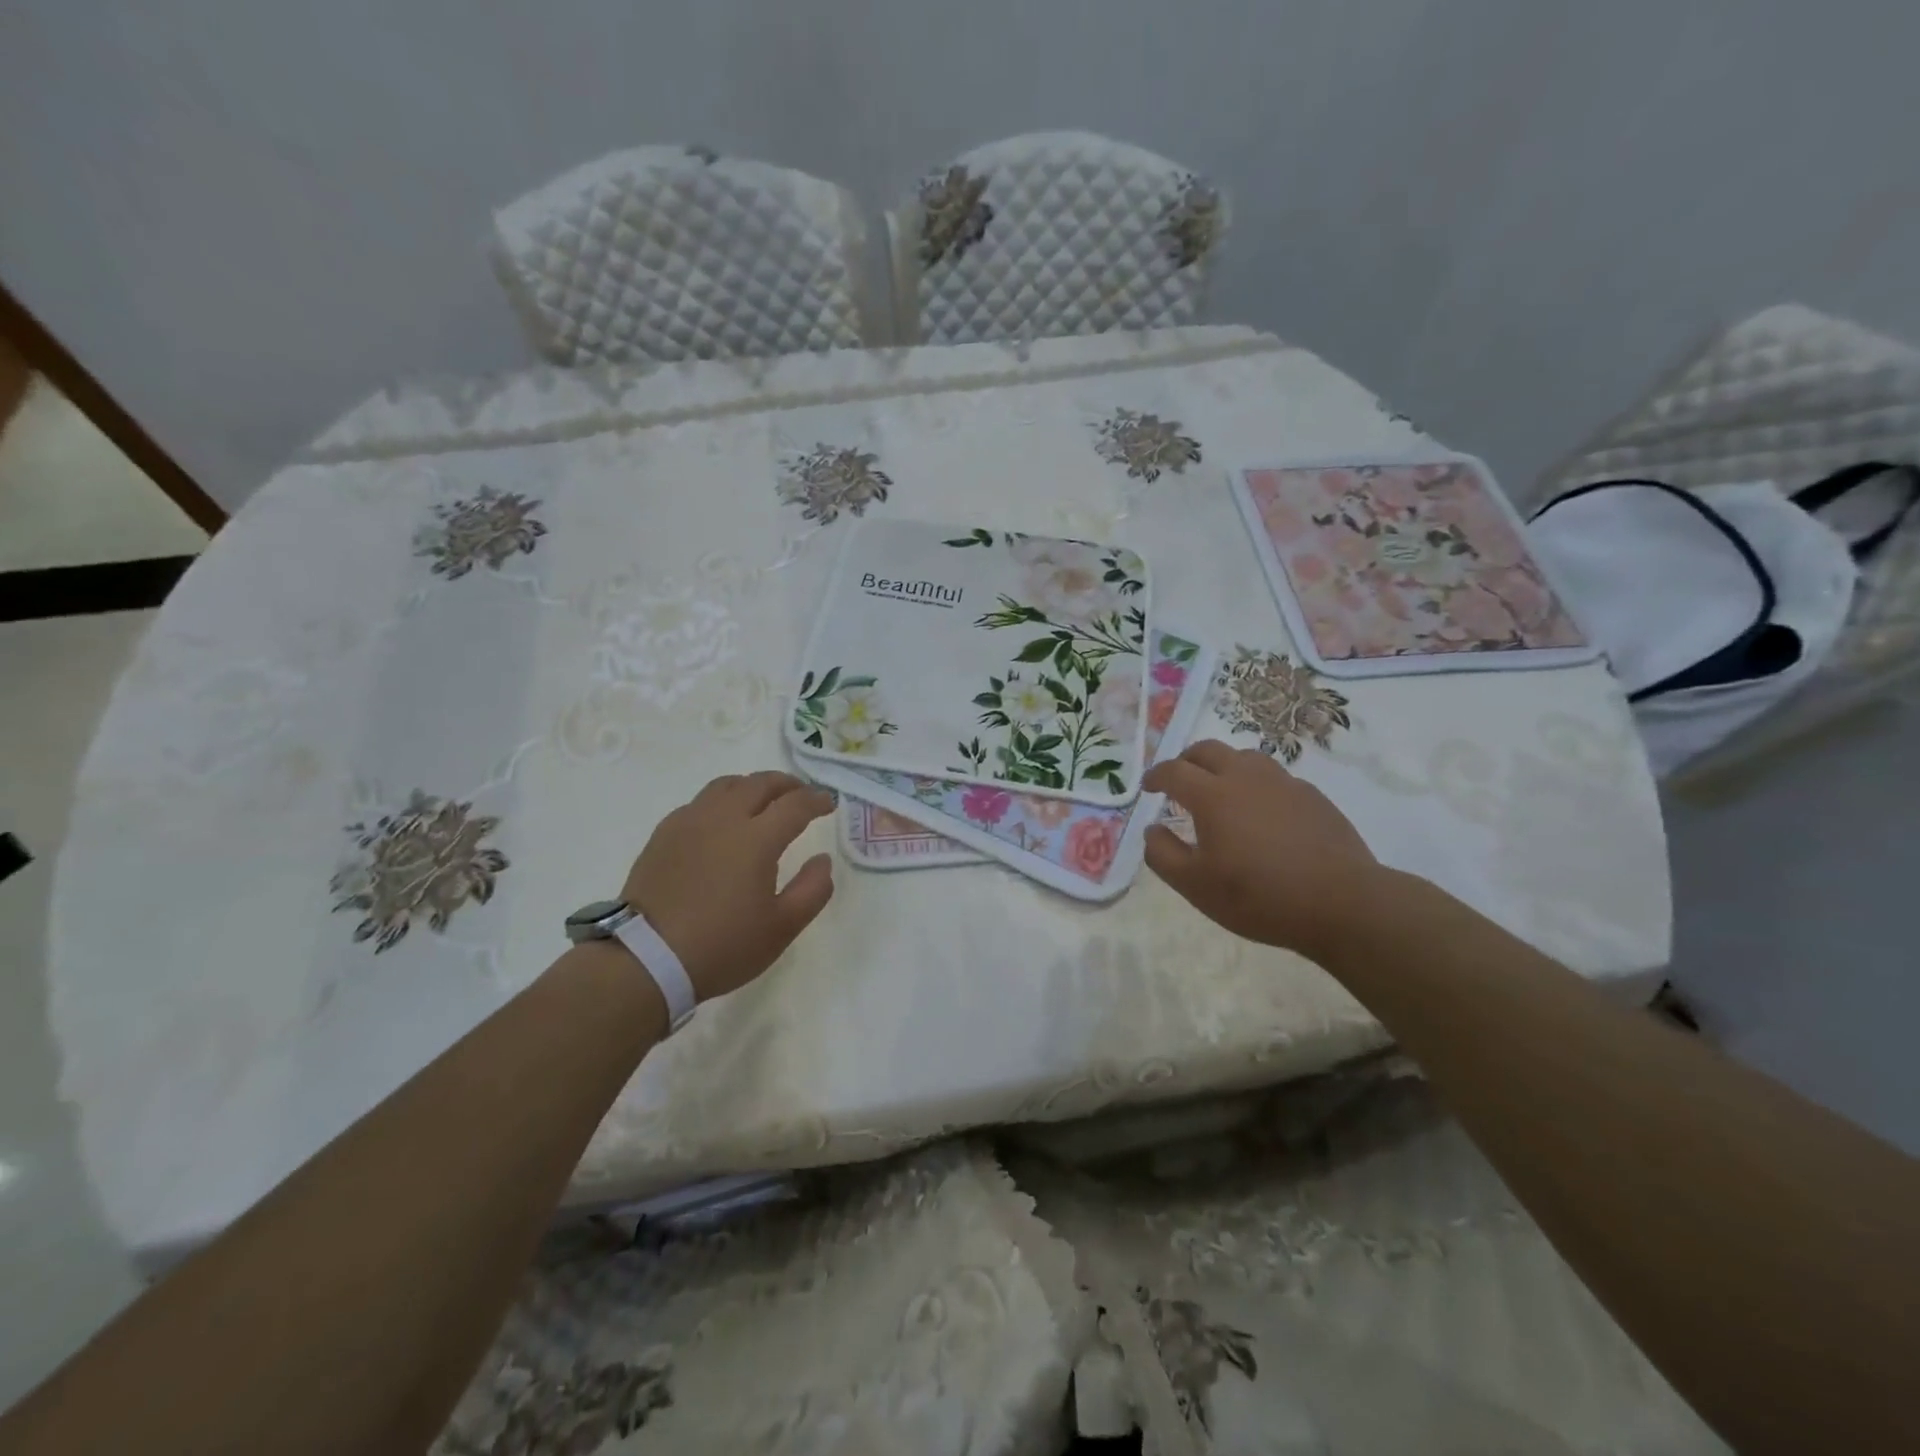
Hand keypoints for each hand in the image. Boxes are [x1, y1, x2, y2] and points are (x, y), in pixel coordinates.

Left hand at [618, 771, 836, 1001]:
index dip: (816, 800)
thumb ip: (812, 890)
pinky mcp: (664, 834)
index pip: (795, 804)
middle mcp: (723, 818)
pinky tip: (722, 822)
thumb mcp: (782, 928)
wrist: (646, 959)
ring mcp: (689, 822)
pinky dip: (721, 802)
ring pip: (726, 785)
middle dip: (787, 784)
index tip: (828, 804)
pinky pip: (699, 802)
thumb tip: (822, 860)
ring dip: (752, 786)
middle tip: (801, 795)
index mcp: (757, 838)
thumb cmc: (722, 945)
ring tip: (762, 801)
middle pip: (760, 783)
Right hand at [1143, 740, 1382, 959]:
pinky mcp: (1313, 796)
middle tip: (1179, 781)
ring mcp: (1284, 783)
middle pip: (1208, 750)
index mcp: (1213, 795)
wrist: (1342, 903)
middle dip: (1186, 761)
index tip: (1148, 787)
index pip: (1174, 771)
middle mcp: (1246, 777)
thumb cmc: (1259, 896)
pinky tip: (1262, 814)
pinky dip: (1257, 785)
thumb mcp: (1196, 886)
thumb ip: (1163, 854)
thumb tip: (1153, 829)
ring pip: (1245, 758)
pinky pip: (1275, 778)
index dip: (1156, 776)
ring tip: (1221, 792)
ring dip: (1224, 767)